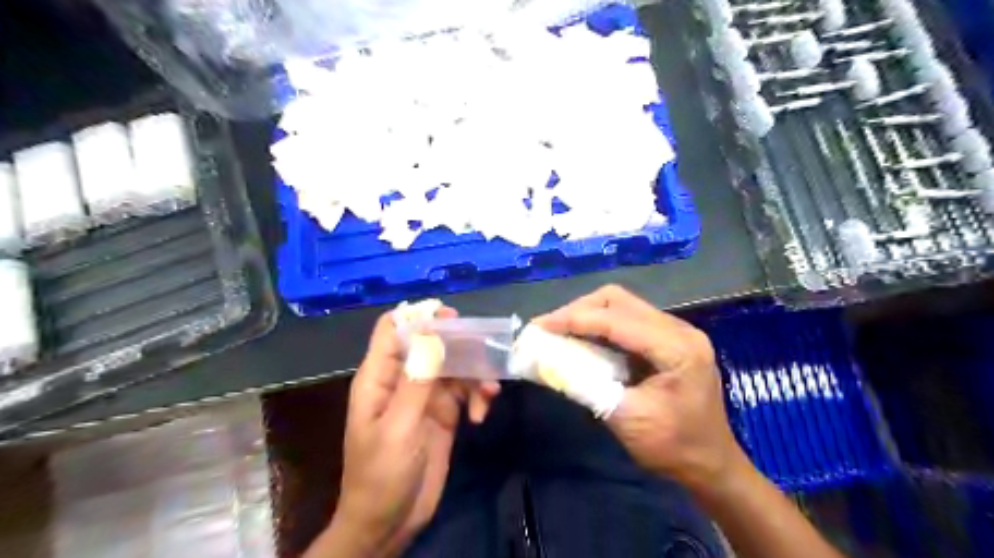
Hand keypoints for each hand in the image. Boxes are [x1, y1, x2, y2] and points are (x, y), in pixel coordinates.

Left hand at [314, 307, 500, 554]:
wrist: (390, 524)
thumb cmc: (381, 475)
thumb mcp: (398, 428)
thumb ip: (416, 380)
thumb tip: (431, 332)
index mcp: (380, 376)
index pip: (393, 329)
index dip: (418, 316)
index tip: (450, 317)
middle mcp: (403, 379)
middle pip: (431, 342)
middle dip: (458, 343)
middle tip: (485, 347)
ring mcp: (425, 396)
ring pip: (454, 366)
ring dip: (474, 374)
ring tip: (489, 393)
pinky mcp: (444, 413)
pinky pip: (465, 391)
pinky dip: (477, 396)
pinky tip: (482, 415)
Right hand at [537, 286, 745, 490]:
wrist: (711, 464)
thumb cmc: (673, 447)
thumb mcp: (625, 419)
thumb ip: (586, 386)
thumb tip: (546, 362)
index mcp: (677, 348)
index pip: (617, 320)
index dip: (574, 319)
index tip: (539, 326)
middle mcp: (679, 329)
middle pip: (619, 300)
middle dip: (579, 310)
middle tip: (549, 328)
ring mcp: (675, 331)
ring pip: (622, 305)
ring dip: (588, 315)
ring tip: (560, 331)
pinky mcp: (667, 339)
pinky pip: (627, 319)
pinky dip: (600, 325)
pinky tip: (583, 338)